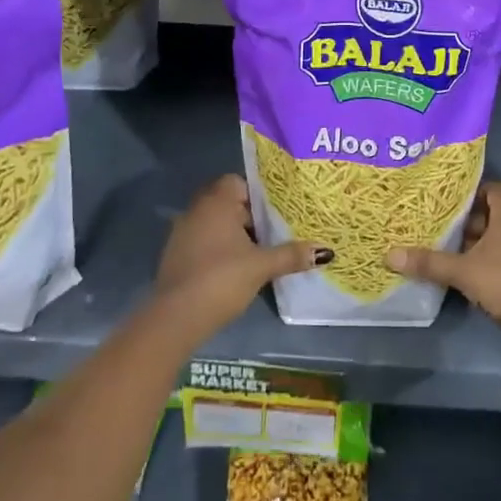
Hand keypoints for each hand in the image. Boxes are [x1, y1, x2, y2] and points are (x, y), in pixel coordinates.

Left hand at [154, 175, 328, 341]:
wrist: (176, 317)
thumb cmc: (221, 279)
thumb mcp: (261, 266)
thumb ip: (291, 255)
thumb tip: (325, 251)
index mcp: (216, 202)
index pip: (238, 182)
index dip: (258, 195)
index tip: (276, 213)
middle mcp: (196, 210)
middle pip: (228, 203)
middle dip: (250, 217)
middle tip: (274, 232)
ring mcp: (181, 233)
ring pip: (215, 224)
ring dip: (234, 235)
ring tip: (259, 253)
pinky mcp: (175, 256)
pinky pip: (203, 241)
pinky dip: (218, 249)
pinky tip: (234, 269)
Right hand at [387, 183, 500, 347]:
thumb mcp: (464, 271)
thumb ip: (429, 262)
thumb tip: (390, 254)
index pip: (494, 189)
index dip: (472, 189)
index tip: (446, 196)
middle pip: (488, 214)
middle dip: (462, 217)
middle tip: (433, 219)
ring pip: (490, 238)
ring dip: (468, 241)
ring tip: (437, 242)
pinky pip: (493, 258)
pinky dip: (476, 260)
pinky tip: (454, 269)